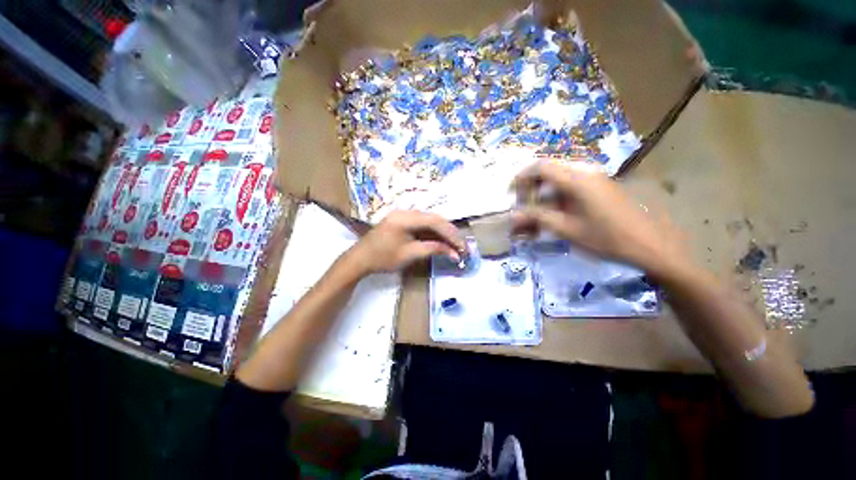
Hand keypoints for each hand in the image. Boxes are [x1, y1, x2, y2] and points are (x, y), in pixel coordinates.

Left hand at [347, 210, 464, 274]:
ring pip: (429, 221)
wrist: (359, 259)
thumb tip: (453, 253)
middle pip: (434, 219)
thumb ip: (433, 249)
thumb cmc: (383, 258)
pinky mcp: (402, 221)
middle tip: (460, 246)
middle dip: (449, 233)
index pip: (435, 221)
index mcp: (405, 218)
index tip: (461, 247)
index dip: (451, 234)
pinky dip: (432, 233)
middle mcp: (405, 212)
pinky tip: (440, 241)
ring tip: (453, 245)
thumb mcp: (410, 254)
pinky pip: (422, 224)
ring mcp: (403, 215)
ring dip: (442, 233)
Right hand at [511, 160, 688, 278]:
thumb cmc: (607, 238)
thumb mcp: (567, 229)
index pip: (540, 167)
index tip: (512, 193)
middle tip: (523, 204)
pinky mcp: (601, 186)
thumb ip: (538, 218)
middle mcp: (586, 171)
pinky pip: (572, 183)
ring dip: (544, 191)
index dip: (521, 178)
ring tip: (538, 211)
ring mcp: (596, 177)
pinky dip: (557, 195)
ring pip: (560, 177)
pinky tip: (557, 211)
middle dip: (531, 186)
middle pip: (549, 169)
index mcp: (577, 179)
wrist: (650, 245)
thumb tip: (514, 215)